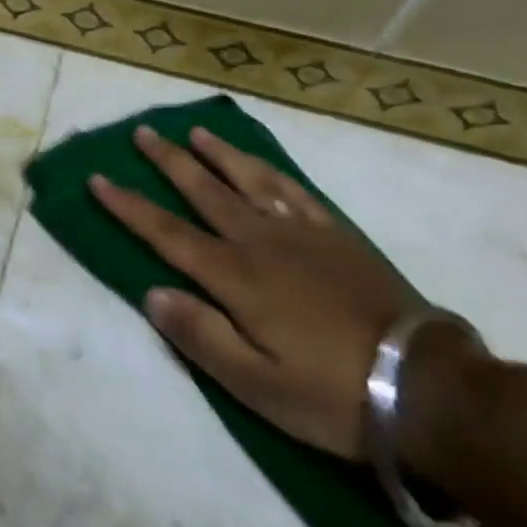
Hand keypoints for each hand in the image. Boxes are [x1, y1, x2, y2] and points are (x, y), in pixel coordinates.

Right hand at [90, 126, 421, 458]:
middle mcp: (261, 242)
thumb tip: (152, 294)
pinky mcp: (338, 237)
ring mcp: (303, 234)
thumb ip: (200, 336)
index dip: (129, 206)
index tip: (98, 178)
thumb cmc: (331, 394)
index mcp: (235, 277)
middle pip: (204, 192)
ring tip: (197, 133)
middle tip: (144, 132)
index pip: (166, 234)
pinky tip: (260, 165)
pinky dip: (271, 172)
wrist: (427, 386)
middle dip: (169, 162)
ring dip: (219, 154)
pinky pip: (296, 192)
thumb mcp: (255, 385)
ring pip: (250, 181)